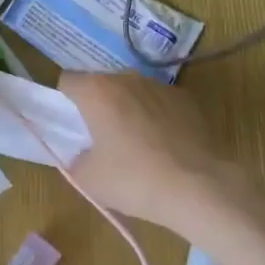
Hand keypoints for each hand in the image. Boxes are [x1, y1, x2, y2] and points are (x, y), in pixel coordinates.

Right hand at [58, 72, 246, 237]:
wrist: (200, 187)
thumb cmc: (136, 180)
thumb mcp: (89, 179)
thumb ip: (75, 159)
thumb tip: (83, 153)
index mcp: (97, 91)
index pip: (67, 81)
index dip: (64, 102)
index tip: (72, 128)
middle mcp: (127, 78)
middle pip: (101, 85)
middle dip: (97, 107)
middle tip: (102, 141)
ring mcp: (159, 86)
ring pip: (131, 92)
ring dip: (127, 110)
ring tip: (137, 147)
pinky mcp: (186, 98)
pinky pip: (159, 103)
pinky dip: (155, 117)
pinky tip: (165, 147)